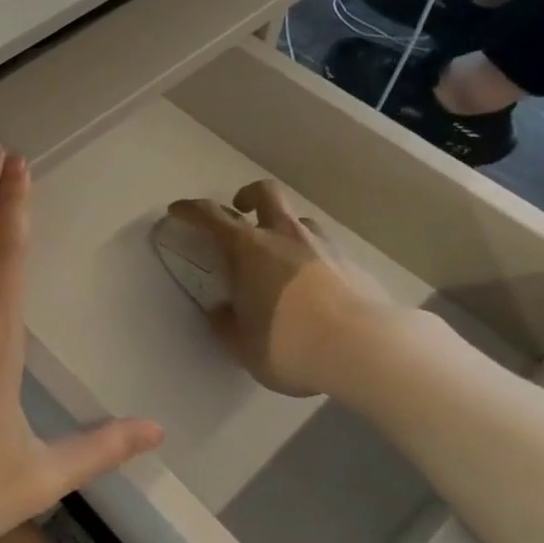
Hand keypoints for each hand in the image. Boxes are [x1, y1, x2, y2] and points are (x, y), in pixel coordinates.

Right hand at [167, 181, 397, 399]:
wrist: (366, 348)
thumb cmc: (290, 343)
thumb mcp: (243, 345)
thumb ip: (226, 324)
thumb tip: (222, 312)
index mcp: (249, 249)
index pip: (211, 216)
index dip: (191, 210)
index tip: (178, 210)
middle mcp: (285, 236)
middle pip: (265, 193)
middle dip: (248, 195)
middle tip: (241, 211)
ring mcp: (323, 246)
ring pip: (299, 220)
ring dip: (284, 228)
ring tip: (280, 256)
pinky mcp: (353, 264)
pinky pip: (325, 249)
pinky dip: (312, 258)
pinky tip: (314, 287)